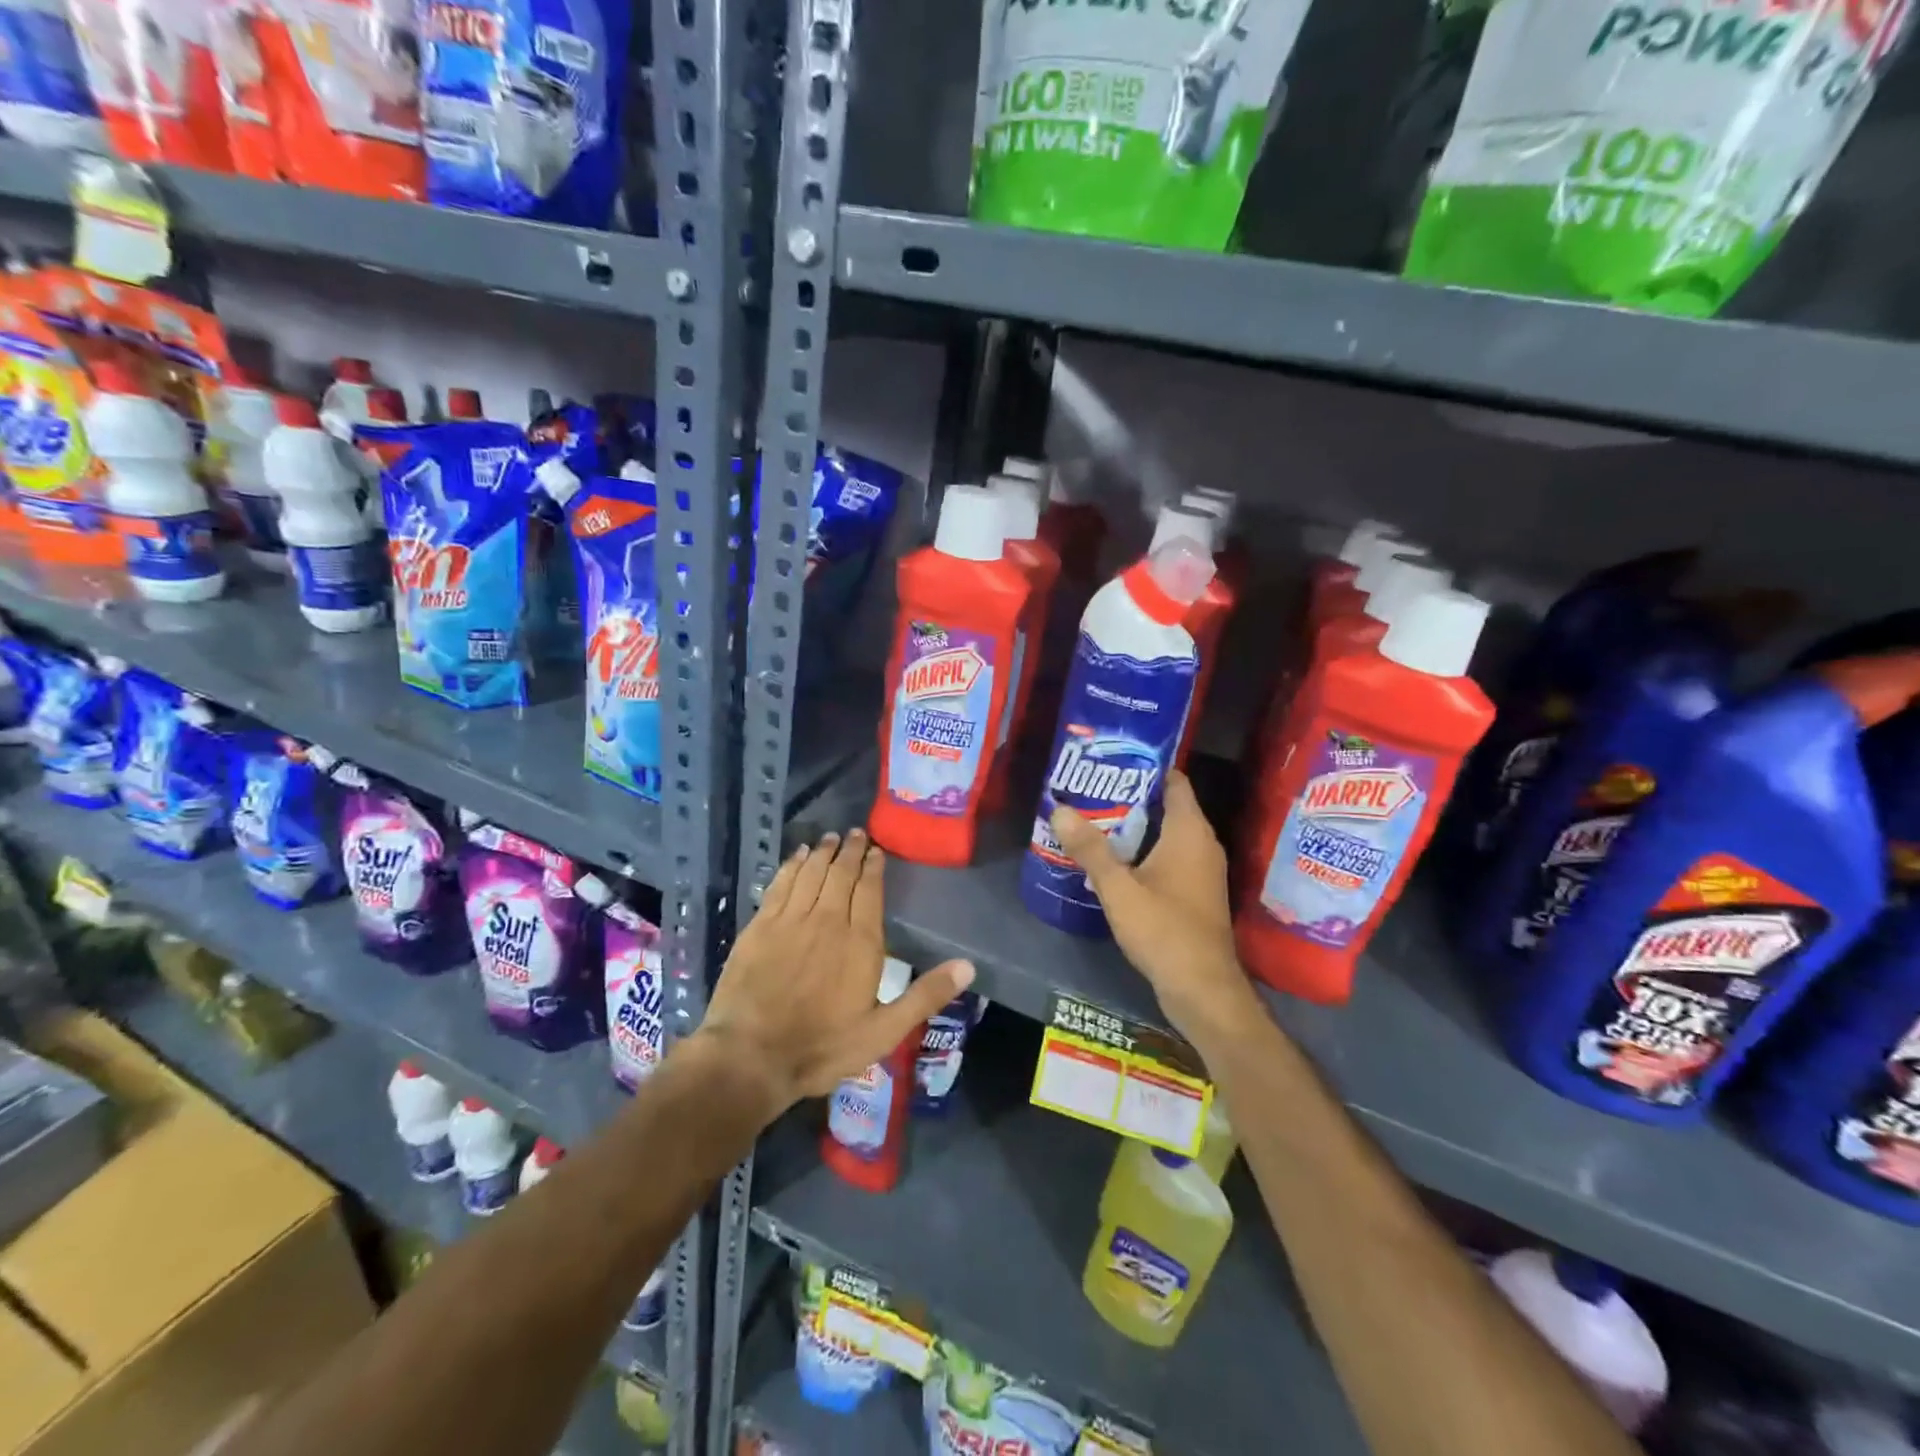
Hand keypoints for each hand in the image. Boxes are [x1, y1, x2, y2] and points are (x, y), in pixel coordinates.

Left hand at [702, 828, 973, 1114]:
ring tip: (831, 838)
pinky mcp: (760, 926)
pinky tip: (798, 857)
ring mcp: (790, 920)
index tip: (876, 850)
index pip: (869, 890)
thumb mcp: (884, 1032)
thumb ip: (926, 996)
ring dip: (823, 853)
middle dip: (850, 851)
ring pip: (811, 873)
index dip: (874, 866)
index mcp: (860, 941)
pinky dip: (792, 866)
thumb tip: (969, 966)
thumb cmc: (823, 1047)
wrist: (751, 1056)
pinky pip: (780, 884)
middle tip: (855, 833)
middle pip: (841, 874)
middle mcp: (827, 920)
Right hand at [1049, 771, 1255, 1040]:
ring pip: (1166, 834)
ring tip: (1093, 819)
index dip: (1146, 765)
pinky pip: (1168, 858)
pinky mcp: (1195, 893)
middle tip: (1090, 788)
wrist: (1202, 989)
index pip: (1174, 780)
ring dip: (1134, 827)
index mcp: (1190, 831)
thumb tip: (1059, 808)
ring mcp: (1201, 870)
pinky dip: (1143, 852)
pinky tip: (1112, 860)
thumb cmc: (1164, 930)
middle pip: (1167, 805)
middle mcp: (1202, 844)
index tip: (1112, 759)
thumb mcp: (1119, 888)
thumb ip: (1090, 849)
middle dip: (1130, 795)